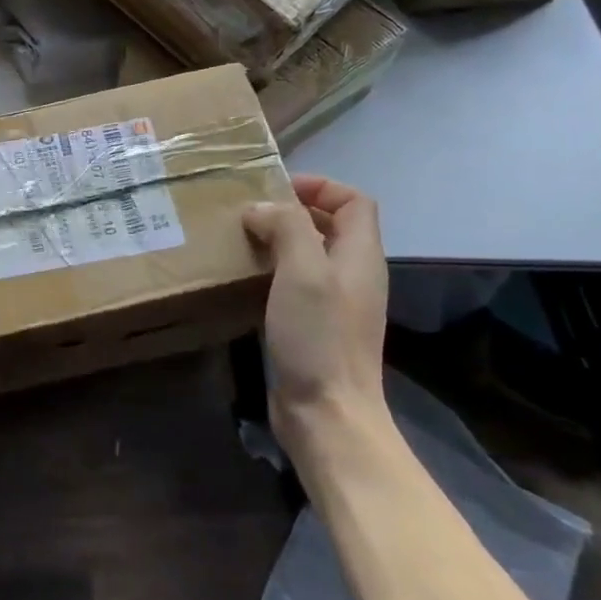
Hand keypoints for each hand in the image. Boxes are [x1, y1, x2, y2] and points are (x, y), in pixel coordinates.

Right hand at [242, 174, 388, 445]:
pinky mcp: (313, 326)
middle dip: (292, 211)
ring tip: (240, 238)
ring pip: (309, 254)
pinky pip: (294, 282)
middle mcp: (352, 275)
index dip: (321, 186)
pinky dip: (271, 270)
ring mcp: (334, 303)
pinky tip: (243, 277)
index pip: (355, 201)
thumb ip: (287, 227)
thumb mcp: (303, 271)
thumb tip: (261, 209)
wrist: (326, 413)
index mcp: (360, 256)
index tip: (276, 190)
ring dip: (278, 240)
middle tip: (248, 211)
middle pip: (331, 225)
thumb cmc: (318, 337)